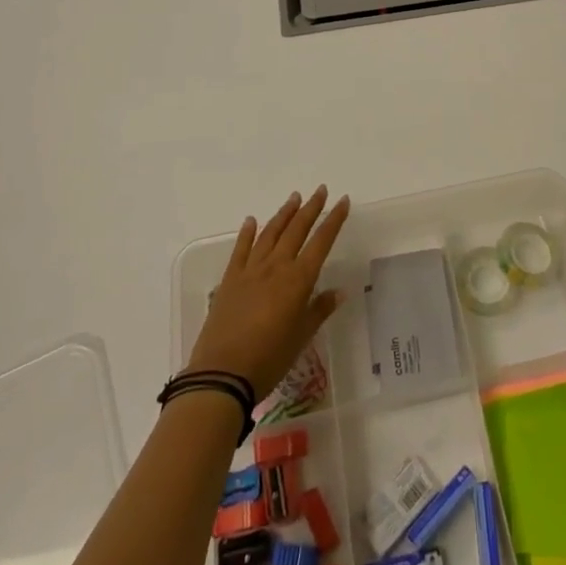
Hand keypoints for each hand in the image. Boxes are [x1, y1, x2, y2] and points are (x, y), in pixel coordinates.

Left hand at [187, 187, 350, 397]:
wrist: (222, 374)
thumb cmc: (269, 359)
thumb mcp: (301, 337)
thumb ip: (319, 310)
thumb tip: (339, 292)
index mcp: (298, 280)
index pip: (322, 242)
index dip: (334, 220)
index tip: (343, 201)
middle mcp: (276, 267)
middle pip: (297, 229)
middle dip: (311, 208)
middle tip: (320, 190)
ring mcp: (251, 270)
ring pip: (270, 233)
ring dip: (284, 214)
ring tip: (294, 198)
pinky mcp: (230, 280)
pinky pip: (241, 249)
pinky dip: (247, 233)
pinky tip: (251, 221)